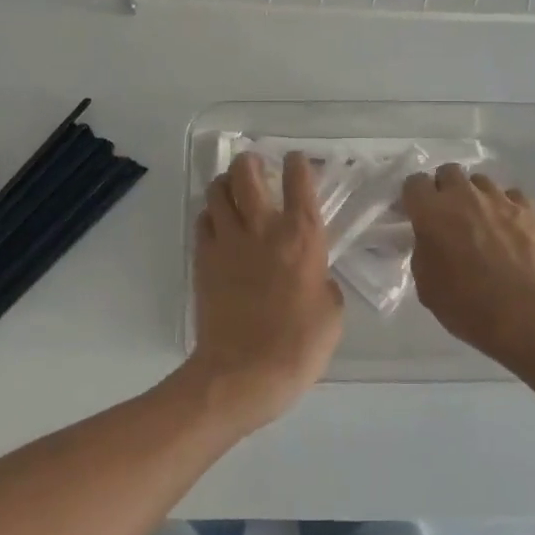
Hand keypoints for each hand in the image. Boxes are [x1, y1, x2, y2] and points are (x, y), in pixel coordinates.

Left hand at [187, 151, 343, 430]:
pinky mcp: (203, 259)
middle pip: (247, 173)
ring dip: (225, 183)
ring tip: (231, 188)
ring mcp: (227, 241)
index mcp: (301, 237)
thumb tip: (313, 274)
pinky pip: (202, 221)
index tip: (296, 160)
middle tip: (255, 165)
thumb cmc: (298, 346)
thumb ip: (323, 281)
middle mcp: (262, 228)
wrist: (242, 373)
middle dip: (250, 161)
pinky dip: (209, 214)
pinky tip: (217, 223)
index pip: (299, 183)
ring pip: (217, 191)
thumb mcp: (332, 314)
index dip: (298, 164)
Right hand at [402, 165, 534, 367]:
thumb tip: (431, 241)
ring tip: (482, 222)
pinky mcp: (531, 210)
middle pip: (449, 172)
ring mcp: (500, 200)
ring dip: (476, 196)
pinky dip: (507, 208)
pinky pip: (513, 197)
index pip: (414, 182)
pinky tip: (510, 230)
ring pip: (481, 181)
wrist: (528, 317)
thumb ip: (423, 253)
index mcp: (432, 212)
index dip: (414, 197)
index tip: (416, 214)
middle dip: (445, 188)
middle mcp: (464, 196)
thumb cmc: (468, 306)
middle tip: (448, 216)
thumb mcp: (426, 286)